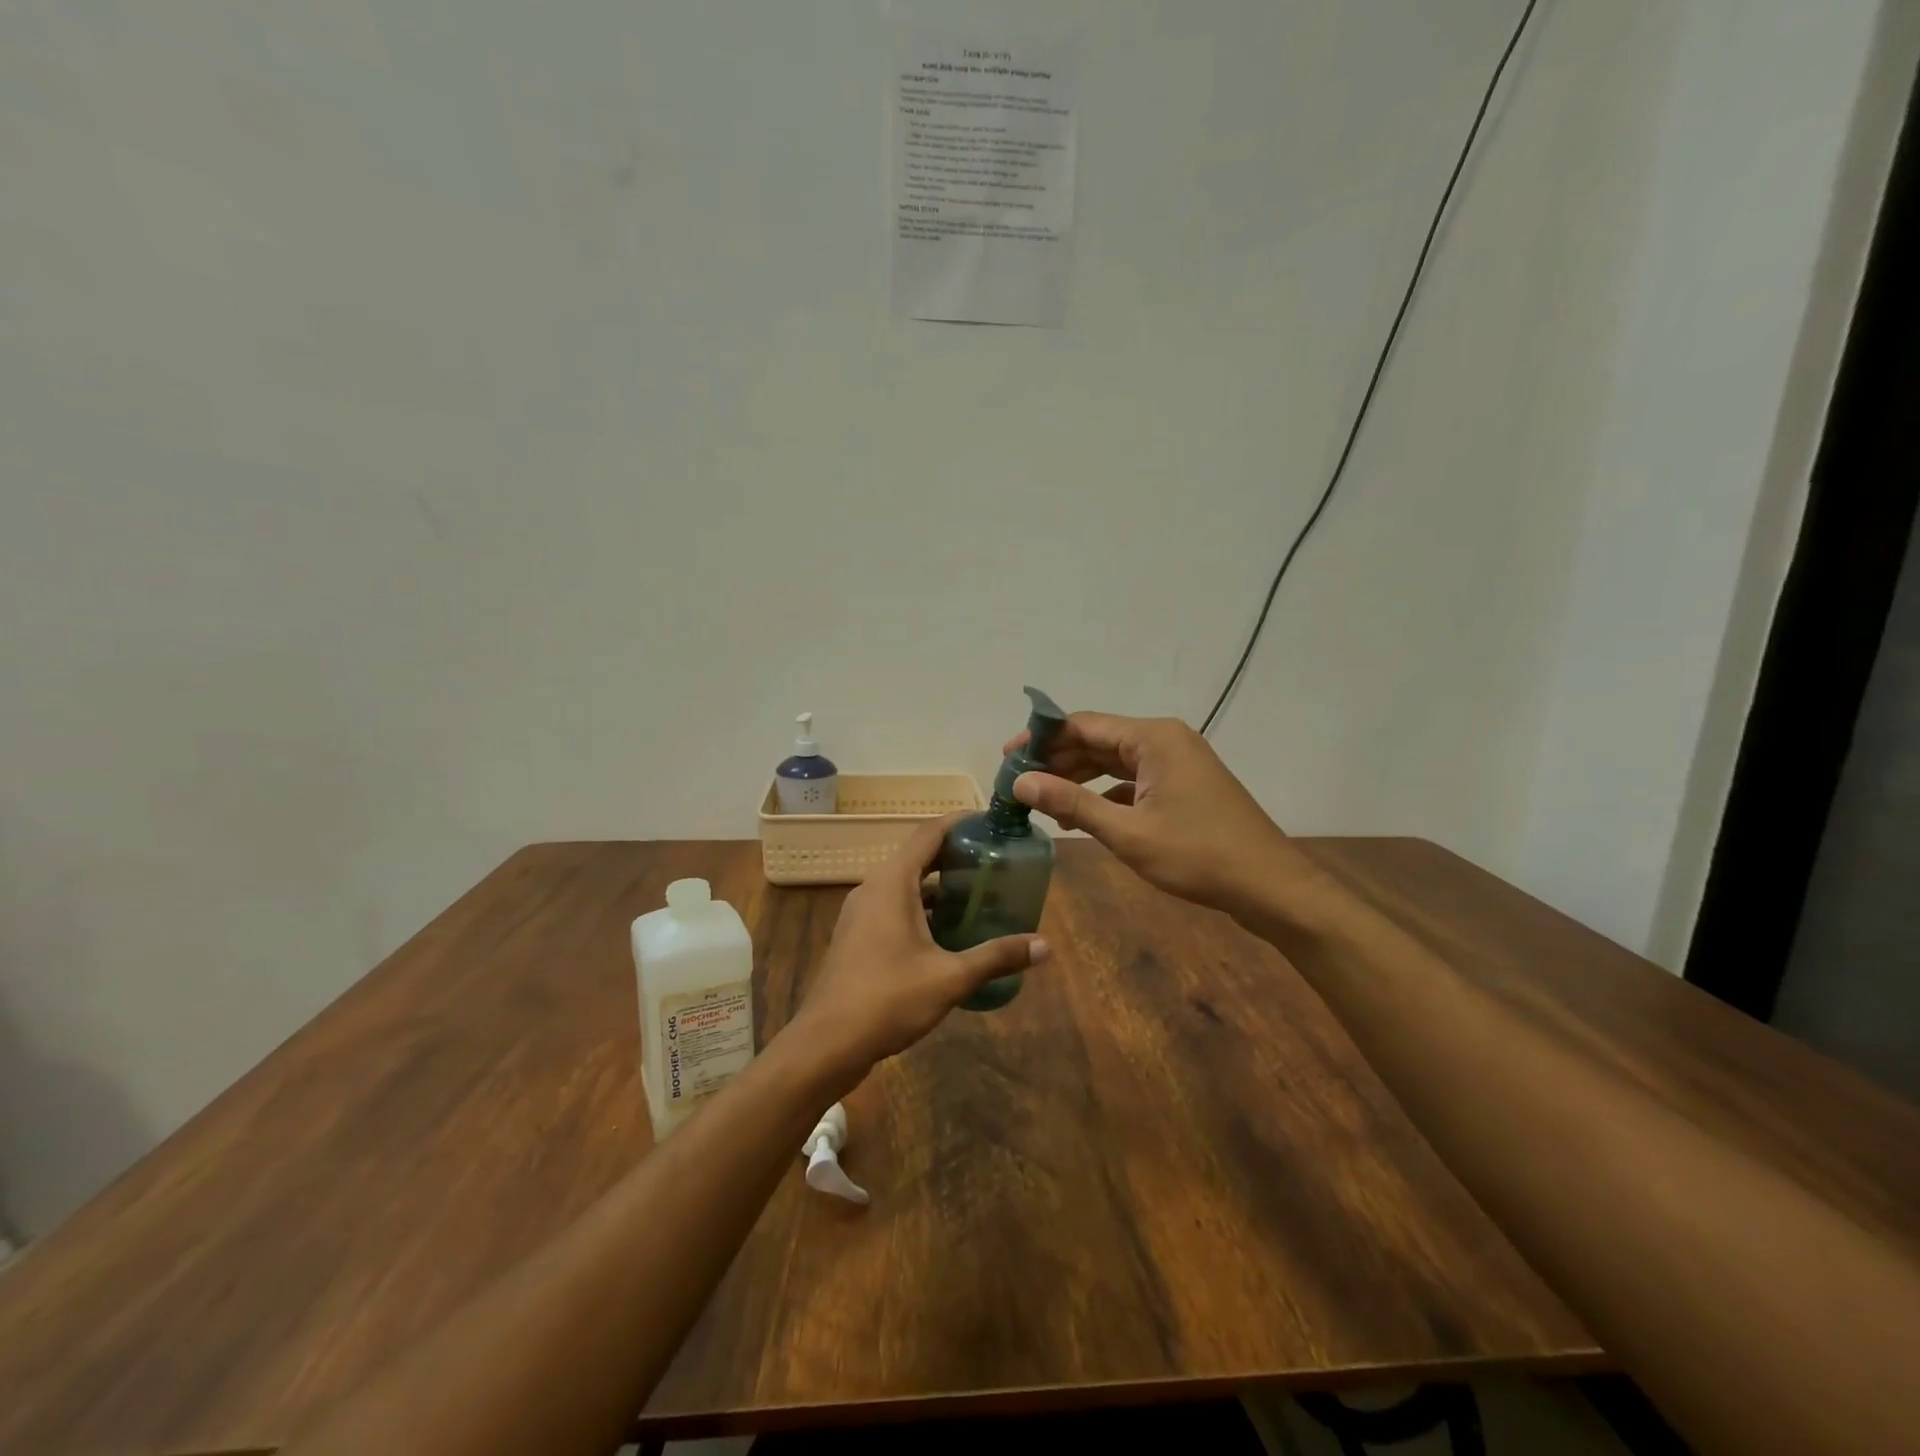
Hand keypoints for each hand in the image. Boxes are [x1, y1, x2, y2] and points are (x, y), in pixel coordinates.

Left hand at [786, 816, 1048, 1083]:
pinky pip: (894, 906)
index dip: (959, 823)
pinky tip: (949, 931)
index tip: (990, 822)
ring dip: (939, 885)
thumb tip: (1045, 946)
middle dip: (955, 855)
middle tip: (996, 860)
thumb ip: (996, 957)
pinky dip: (923, 907)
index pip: (928, 834)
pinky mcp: (858, 936)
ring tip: (980, 892)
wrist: (826, 1043)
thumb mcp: (950, 978)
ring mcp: (861, 913)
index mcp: (892, 882)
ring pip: (906, 884)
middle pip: (918, 856)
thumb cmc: (888, 999)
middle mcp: (873, 887)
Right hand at [1007, 712, 1311, 917]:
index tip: (1006, 757)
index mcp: (1152, 738)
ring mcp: (1176, 762)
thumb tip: (1021, 782)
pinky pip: (1132, 780)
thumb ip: (1071, 803)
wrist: (1269, 886)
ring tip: (1039, 799)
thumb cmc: (1198, 855)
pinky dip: (1104, 794)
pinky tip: (1080, 816)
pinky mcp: (1183, 786)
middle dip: (1057, 760)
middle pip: (1097, 740)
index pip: (1083, 725)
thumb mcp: (1127, 832)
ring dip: (1078, 778)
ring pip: (1114, 761)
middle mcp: (1164, 740)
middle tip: (1018, 783)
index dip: (1041, 739)